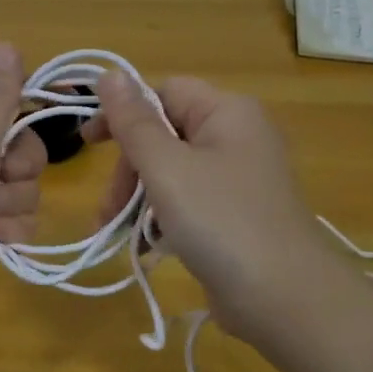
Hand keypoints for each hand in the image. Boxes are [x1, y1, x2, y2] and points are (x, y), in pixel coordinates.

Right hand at [87, 71, 326, 334]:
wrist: (284, 298)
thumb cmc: (221, 221)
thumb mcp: (166, 167)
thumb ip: (133, 122)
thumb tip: (108, 74)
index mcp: (226, 113)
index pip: (164, 92)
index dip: (123, 113)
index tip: (88, 144)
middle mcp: (236, 137)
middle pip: (163, 136)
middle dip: (128, 171)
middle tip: (109, 209)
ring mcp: (237, 179)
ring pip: (170, 173)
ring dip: (137, 200)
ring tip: (117, 233)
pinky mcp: (234, 216)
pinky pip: (186, 203)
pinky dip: (161, 220)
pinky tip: (147, 246)